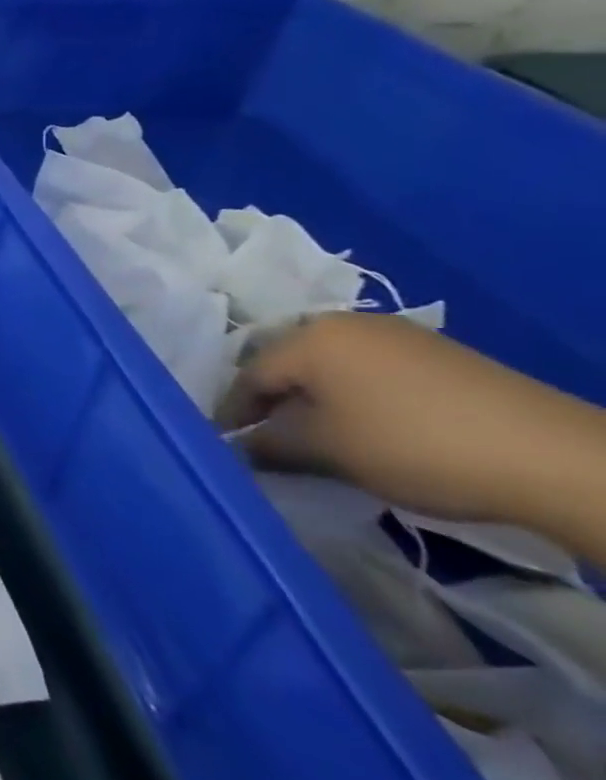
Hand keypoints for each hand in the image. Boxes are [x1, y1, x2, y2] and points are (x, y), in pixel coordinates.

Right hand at [218, 313, 605, 545]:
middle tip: (268, 439)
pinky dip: (354, 396)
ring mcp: (395, 334)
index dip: (233, 412)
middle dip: (273, 401)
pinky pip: (368, 370)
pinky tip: (367, 427)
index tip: (227, 444)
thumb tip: (240, 446)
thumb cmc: (412, 445)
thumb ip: (270, 444)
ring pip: (329, 366)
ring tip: (317, 437)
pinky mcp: (436, 354)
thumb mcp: (328, 451)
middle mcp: (344, 323)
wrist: (552, 456)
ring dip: (314, 399)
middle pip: (287, 364)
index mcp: (310, 337)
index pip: (249, 375)